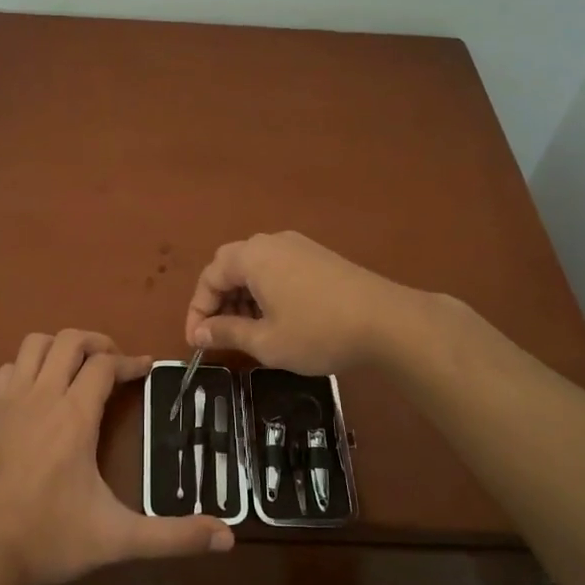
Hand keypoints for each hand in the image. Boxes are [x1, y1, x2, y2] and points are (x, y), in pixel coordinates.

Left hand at [0, 330, 232, 584]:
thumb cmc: (51, 540)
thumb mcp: (118, 539)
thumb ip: (173, 536)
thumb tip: (228, 538)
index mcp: (74, 416)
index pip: (105, 365)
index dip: (131, 362)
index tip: (148, 368)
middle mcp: (41, 397)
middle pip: (69, 341)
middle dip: (97, 343)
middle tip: (116, 365)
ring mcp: (8, 404)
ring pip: (33, 346)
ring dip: (59, 347)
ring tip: (77, 369)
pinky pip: (8, 370)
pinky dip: (28, 368)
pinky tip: (39, 394)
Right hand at [184, 232, 410, 373]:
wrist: (387, 321)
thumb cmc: (317, 332)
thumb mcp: (266, 341)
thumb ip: (227, 333)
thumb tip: (198, 334)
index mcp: (252, 257)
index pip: (209, 277)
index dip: (197, 311)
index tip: (197, 342)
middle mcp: (271, 242)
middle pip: (230, 266)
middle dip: (218, 301)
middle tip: (219, 335)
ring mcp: (298, 246)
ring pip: (255, 268)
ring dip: (242, 297)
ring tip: (247, 331)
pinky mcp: (318, 256)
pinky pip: (278, 268)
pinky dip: (266, 291)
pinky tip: (276, 318)